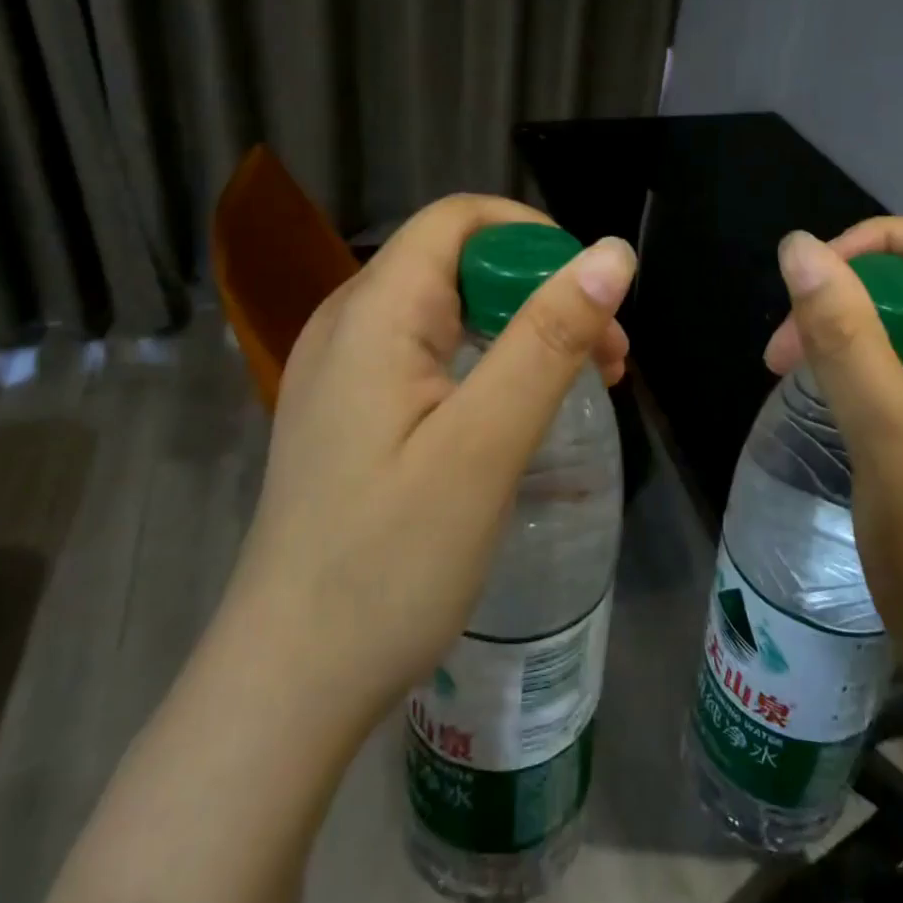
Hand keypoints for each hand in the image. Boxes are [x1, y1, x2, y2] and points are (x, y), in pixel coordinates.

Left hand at [236, 194, 636, 728]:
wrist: (289, 683)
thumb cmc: (390, 562)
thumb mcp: (486, 444)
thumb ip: (550, 339)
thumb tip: (613, 254)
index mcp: (374, 311)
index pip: (459, 219)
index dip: (534, 236)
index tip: (593, 295)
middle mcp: (349, 322)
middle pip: (458, 261)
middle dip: (541, 290)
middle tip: (608, 355)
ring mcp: (344, 369)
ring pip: (450, 308)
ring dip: (523, 329)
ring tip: (585, 383)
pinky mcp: (351, 410)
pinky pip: (430, 353)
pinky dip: (489, 362)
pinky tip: (522, 409)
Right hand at [764, 218, 902, 729]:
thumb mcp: (889, 438)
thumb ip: (844, 334)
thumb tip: (799, 246)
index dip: (878, 242)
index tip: (809, 279)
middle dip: (856, 300)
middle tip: (785, 348)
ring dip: (863, 340)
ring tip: (799, 375)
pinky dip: (884, 376)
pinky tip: (844, 405)